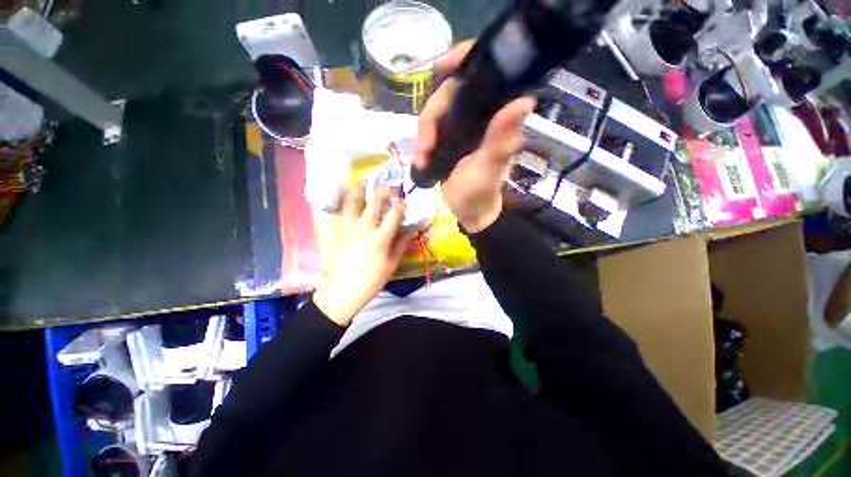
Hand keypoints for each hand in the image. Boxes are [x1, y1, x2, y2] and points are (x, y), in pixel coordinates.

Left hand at [313, 186, 415, 325]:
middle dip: (384, 191)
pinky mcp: (338, 230)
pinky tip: (349, 197)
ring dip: (360, 189)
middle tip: (390, 186)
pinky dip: (346, 200)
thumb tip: (411, 231)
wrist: (342, 289)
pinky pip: (341, 210)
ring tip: (364, 181)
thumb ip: (401, 245)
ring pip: (352, 201)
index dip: (401, 206)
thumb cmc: (371, 280)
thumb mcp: (391, 265)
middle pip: (375, 202)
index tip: (404, 203)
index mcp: (380, 238)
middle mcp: (364, 228)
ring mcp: (348, 227)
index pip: (394, 214)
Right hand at [413, 41, 536, 232]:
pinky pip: (430, 129)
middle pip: (448, 94)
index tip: (439, 66)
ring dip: (422, 135)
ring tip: (420, 159)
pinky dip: (421, 142)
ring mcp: (462, 125)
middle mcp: (480, 114)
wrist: (470, 212)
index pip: (483, 74)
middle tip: (423, 149)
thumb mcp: (488, 169)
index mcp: (496, 117)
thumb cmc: (480, 194)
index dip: (462, 61)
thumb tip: (525, 100)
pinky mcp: (450, 137)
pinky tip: (419, 158)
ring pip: (435, 112)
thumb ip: (500, 141)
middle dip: (430, 120)